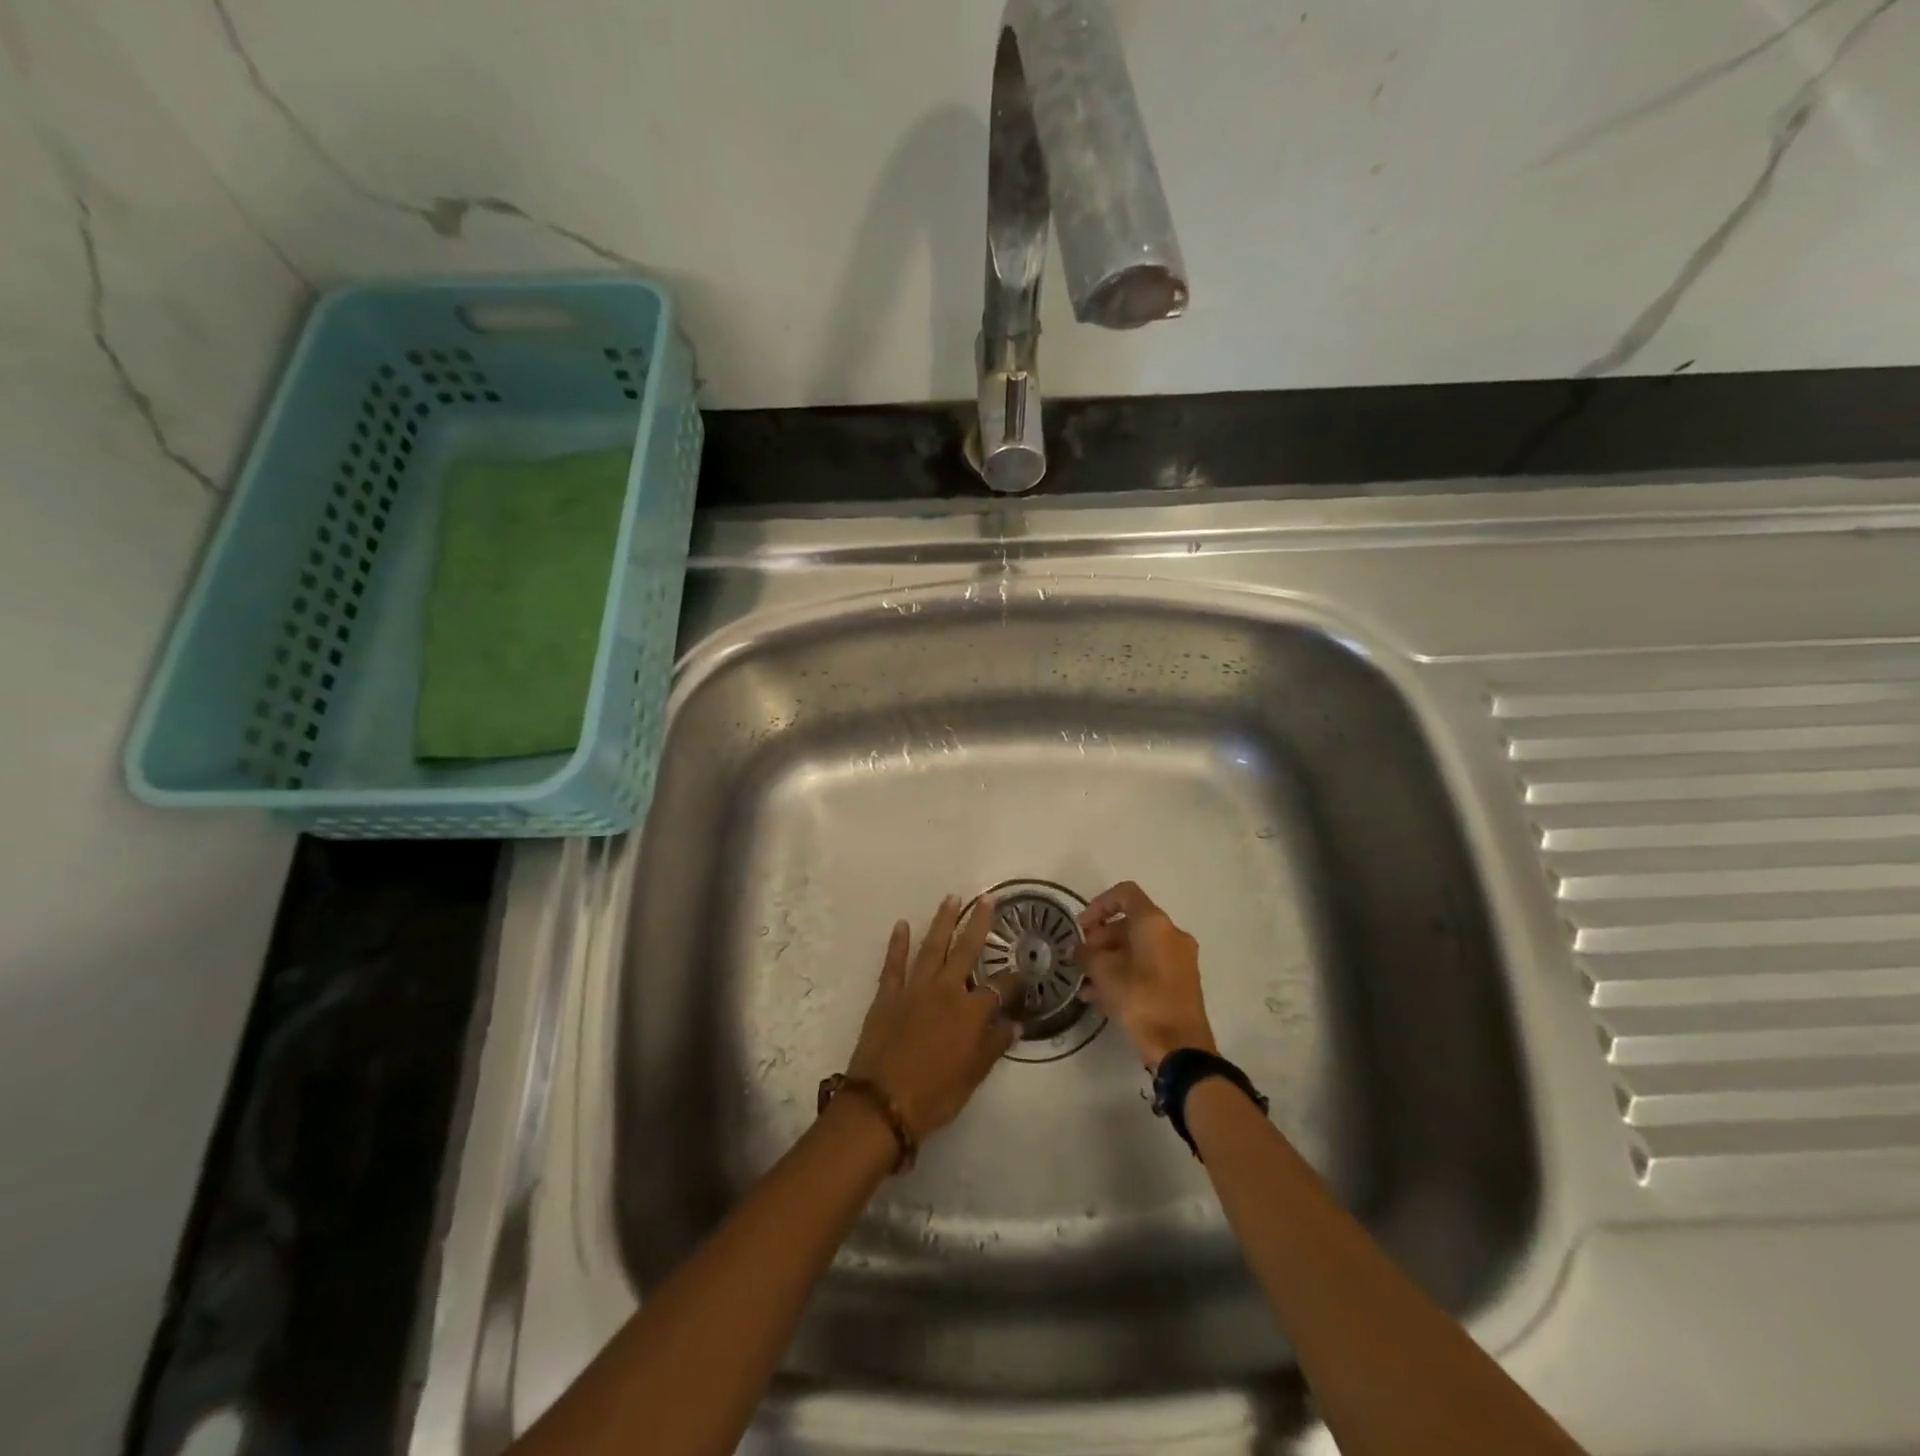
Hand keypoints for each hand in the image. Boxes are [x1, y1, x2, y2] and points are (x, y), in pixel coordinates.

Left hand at [846, 895, 1016, 1141]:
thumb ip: (994, 1046)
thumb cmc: (935, 1095)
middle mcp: (946, 990)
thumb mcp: (973, 1076)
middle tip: (986, 899)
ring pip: (932, 947)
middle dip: (978, 924)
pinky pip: (894, 963)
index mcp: (971, 1012)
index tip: (1022, 972)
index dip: (1014, 979)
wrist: (882, 1104)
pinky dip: (898, 943)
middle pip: (966, 950)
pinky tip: (902, 925)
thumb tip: (1014, 1025)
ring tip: (951, 898)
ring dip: (943, 922)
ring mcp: (914, 988)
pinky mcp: (887, 994)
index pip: (1000, 987)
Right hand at [1076, 881, 1215, 1072]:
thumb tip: (1077, 950)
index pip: (1125, 894)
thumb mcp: (1104, 973)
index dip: (1098, 905)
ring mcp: (1180, 959)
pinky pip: (1148, 967)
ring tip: (1085, 982)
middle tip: (1080, 958)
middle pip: (1130, 923)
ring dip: (1110, 959)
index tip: (1081, 927)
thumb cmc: (1141, 1000)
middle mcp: (1171, 934)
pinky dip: (1125, 973)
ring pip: (1137, 948)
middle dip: (1101, 938)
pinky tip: (1100, 997)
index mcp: (1155, 923)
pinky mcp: (1181, 982)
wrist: (1180, 1048)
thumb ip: (1086, 955)